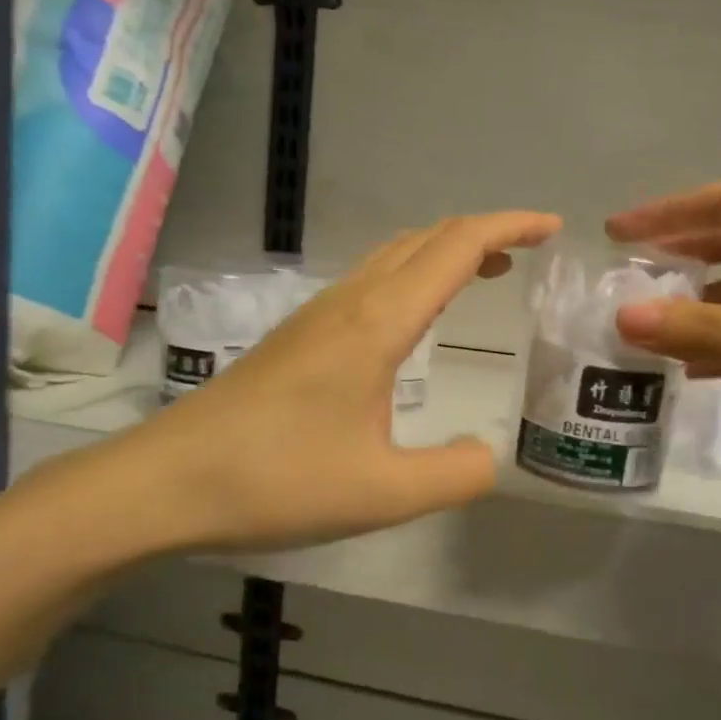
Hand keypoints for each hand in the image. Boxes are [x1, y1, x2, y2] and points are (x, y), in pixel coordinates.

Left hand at [113, 211, 561, 551]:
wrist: (168, 479)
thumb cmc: (275, 480)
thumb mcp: (381, 493)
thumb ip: (453, 475)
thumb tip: (487, 456)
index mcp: (377, 324)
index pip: (456, 247)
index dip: (509, 226)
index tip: (552, 228)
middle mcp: (349, 303)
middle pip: (426, 239)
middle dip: (483, 233)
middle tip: (528, 251)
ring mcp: (317, 314)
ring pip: (393, 255)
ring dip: (444, 251)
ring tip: (484, 273)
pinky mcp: (297, 335)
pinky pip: (370, 281)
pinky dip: (413, 275)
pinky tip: (413, 317)